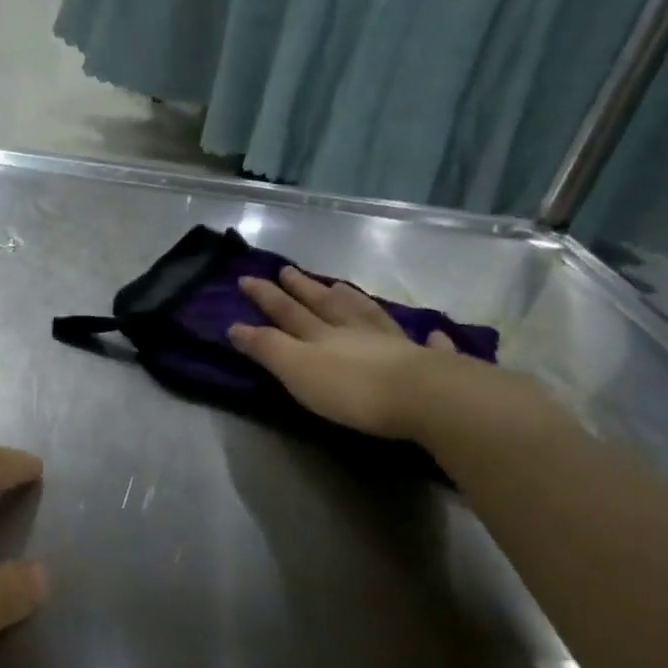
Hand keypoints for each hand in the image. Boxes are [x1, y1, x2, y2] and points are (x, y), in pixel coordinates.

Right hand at [229, 267, 546, 441]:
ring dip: (353, 299)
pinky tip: (432, 334)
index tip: (247, 279)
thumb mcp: (297, 369)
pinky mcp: (426, 363)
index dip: (266, 296)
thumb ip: (268, 348)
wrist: (420, 397)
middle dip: (303, 288)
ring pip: (369, 314)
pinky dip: (425, 338)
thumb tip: (235, 327)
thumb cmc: (350, 389)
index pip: (287, 311)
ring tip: (341, 287)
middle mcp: (355, 330)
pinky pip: (424, 344)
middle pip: (326, 304)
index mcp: (322, 334)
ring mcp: (393, 343)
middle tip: (288, 270)